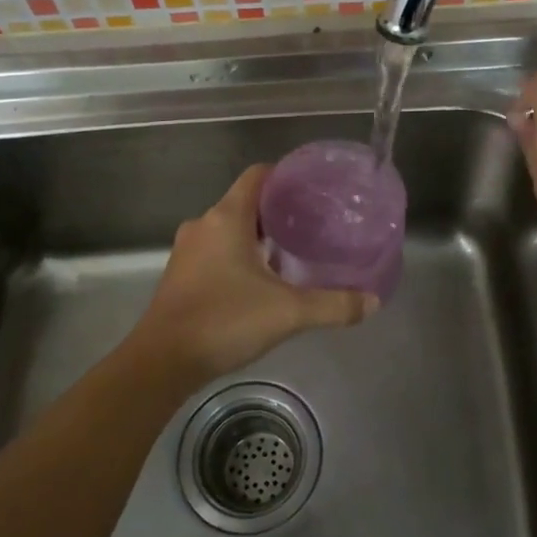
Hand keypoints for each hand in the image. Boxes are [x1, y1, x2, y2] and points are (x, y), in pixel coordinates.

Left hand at [130, 164, 377, 380]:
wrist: (162, 361)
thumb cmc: (225, 320)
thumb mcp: (288, 313)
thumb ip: (333, 305)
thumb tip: (373, 302)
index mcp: (226, 217)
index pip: (257, 176)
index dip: (284, 176)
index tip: (311, 189)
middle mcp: (204, 225)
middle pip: (244, 203)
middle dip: (276, 212)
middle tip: (310, 225)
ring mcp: (187, 250)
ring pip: (228, 230)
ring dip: (256, 237)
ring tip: (290, 253)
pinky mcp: (180, 275)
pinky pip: (215, 252)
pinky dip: (237, 257)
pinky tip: (259, 282)